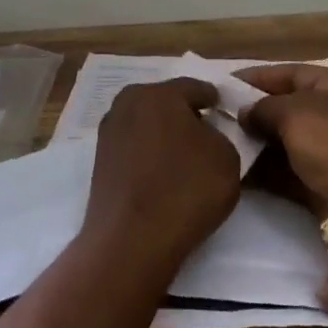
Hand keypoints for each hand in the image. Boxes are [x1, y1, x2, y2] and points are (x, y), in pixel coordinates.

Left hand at [81, 78, 240, 275]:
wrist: (131, 239)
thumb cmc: (185, 190)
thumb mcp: (227, 157)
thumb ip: (220, 135)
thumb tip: (204, 133)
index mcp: (159, 93)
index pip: (195, 87)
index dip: (214, 99)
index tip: (226, 112)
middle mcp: (128, 102)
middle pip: (166, 102)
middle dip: (186, 114)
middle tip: (207, 133)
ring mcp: (109, 131)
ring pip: (147, 123)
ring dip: (164, 134)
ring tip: (185, 156)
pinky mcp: (100, 159)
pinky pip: (134, 146)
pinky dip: (149, 153)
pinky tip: (163, 172)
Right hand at [235, 64, 327, 222]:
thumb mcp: (294, 113)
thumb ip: (263, 108)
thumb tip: (246, 113)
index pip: (291, 72)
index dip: (256, 77)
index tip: (224, 84)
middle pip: (290, 107)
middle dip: (255, 113)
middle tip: (219, 118)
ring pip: (290, 140)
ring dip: (259, 144)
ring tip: (224, 145)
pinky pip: (294, 169)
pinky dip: (270, 171)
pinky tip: (240, 173)